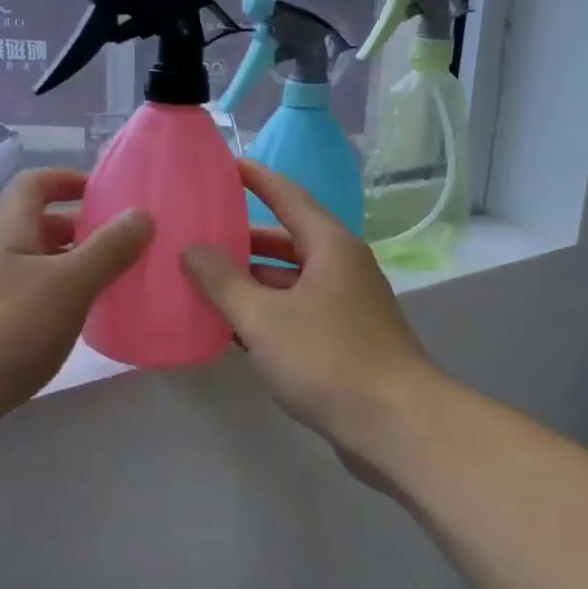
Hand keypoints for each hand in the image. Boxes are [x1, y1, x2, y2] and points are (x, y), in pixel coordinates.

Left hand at [0, 169, 152, 428]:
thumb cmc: (1, 329)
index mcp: (10, 232)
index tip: (108, 195)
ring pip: (36, 272)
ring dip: (73, 273)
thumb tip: (142, 214)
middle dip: (81, 231)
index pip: (35, 185)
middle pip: (38, 229)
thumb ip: (108, 250)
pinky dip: (58, 310)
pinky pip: (30, 309)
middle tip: (124, 248)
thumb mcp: (66, 284)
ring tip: (114, 289)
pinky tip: (79, 332)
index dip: (68, 180)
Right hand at [180, 160, 440, 456]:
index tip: (224, 164)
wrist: (395, 424)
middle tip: (198, 234)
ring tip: (203, 281)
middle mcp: (342, 266)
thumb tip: (192, 249)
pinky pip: (297, 311)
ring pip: (290, 280)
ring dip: (251, 281)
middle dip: (242, 238)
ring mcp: (346, 304)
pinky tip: (232, 327)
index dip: (255, 178)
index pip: (287, 196)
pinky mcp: (345, 338)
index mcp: (330, 246)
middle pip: (286, 240)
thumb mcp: (264, 318)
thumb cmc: (328, 359)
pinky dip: (267, 313)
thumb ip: (223, 281)